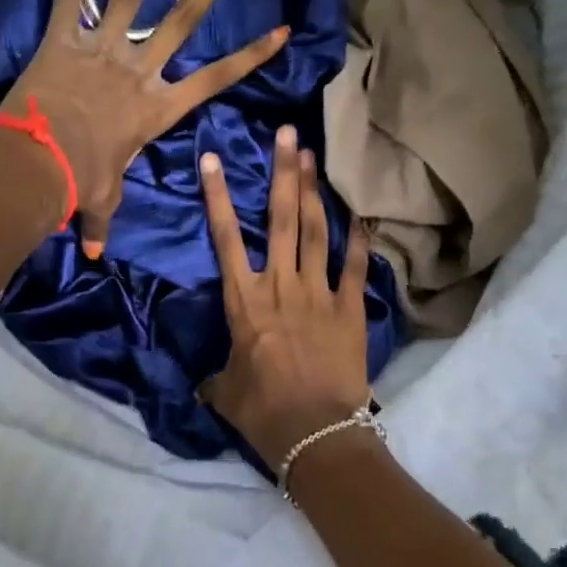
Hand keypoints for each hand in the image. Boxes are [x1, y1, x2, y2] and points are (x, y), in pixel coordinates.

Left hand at [0, 0, 288, 256]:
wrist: (38, 165)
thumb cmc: (79, 183)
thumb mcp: (101, 200)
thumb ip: (101, 220)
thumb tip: (94, 253)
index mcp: (157, 108)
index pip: (216, 79)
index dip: (251, 55)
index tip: (282, 29)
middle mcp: (139, 68)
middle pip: (184, 18)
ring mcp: (103, 47)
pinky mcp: (64, 37)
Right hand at [200, 124, 373, 469]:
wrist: (315, 432)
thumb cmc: (263, 411)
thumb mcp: (226, 392)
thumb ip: (217, 378)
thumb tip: (205, 384)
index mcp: (244, 300)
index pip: (224, 238)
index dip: (217, 196)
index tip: (212, 159)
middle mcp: (280, 285)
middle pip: (280, 218)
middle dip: (282, 173)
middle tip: (287, 134)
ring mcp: (319, 292)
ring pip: (314, 230)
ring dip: (313, 191)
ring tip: (313, 156)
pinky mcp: (349, 308)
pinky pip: (354, 265)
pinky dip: (357, 239)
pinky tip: (360, 213)